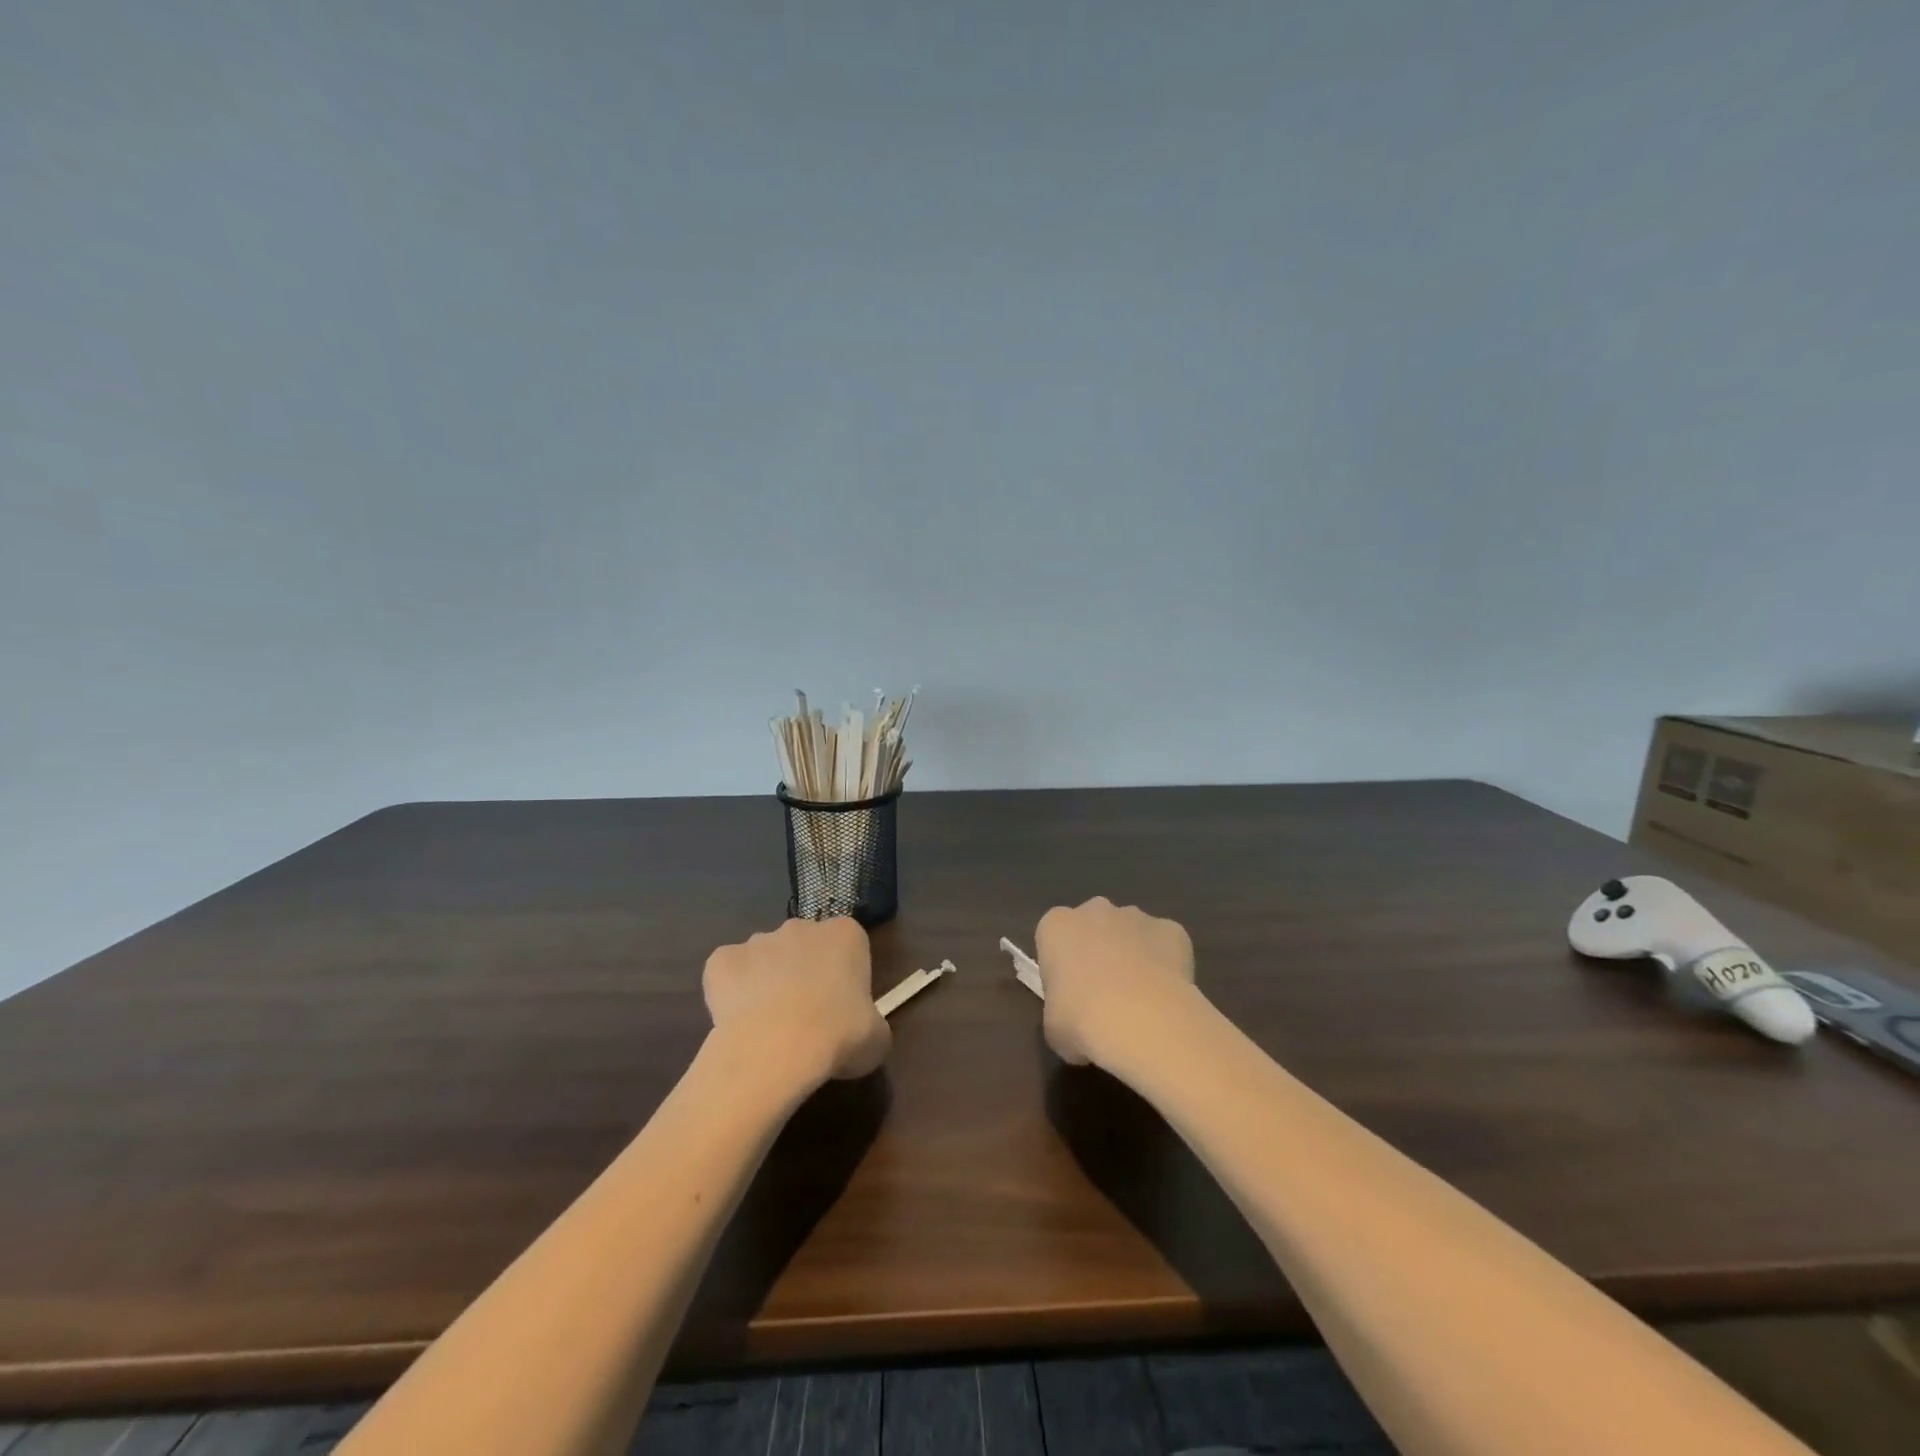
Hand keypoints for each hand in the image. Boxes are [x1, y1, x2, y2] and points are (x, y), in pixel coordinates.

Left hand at [703, 917, 890, 1086]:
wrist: (776, 1048)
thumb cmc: (838, 1036)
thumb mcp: (877, 1038)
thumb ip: (871, 1023)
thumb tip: (862, 1030)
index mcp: (846, 934)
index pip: (848, 946)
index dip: (844, 977)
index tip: (842, 1007)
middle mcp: (802, 927)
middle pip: (804, 946)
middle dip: (803, 973)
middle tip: (805, 1018)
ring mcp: (758, 940)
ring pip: (764, 958)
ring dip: (766, 982)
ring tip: (767, 1027)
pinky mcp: (721, 959)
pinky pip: (727, 973)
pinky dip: (729, 992)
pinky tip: (737, 1022)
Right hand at [1035, 896, 1199, 1067]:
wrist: (1142, 1020)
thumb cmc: (1082, 1020)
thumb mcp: (1053, 1026)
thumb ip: (1060, 1011)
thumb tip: (1075, 1021)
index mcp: (1057, 926)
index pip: (1054, 938)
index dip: (1062, 965)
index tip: (1069, 994)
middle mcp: (1095, 910)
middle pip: (1094, 926)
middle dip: (1098, 951)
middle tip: (1104, 994)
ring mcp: (1136, 916)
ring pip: (1131, 932)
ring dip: (1133, 956)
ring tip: (1141, 1001)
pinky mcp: (1172, 929)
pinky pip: (1166, 944)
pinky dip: (1167, 964)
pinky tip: (1167, 996)